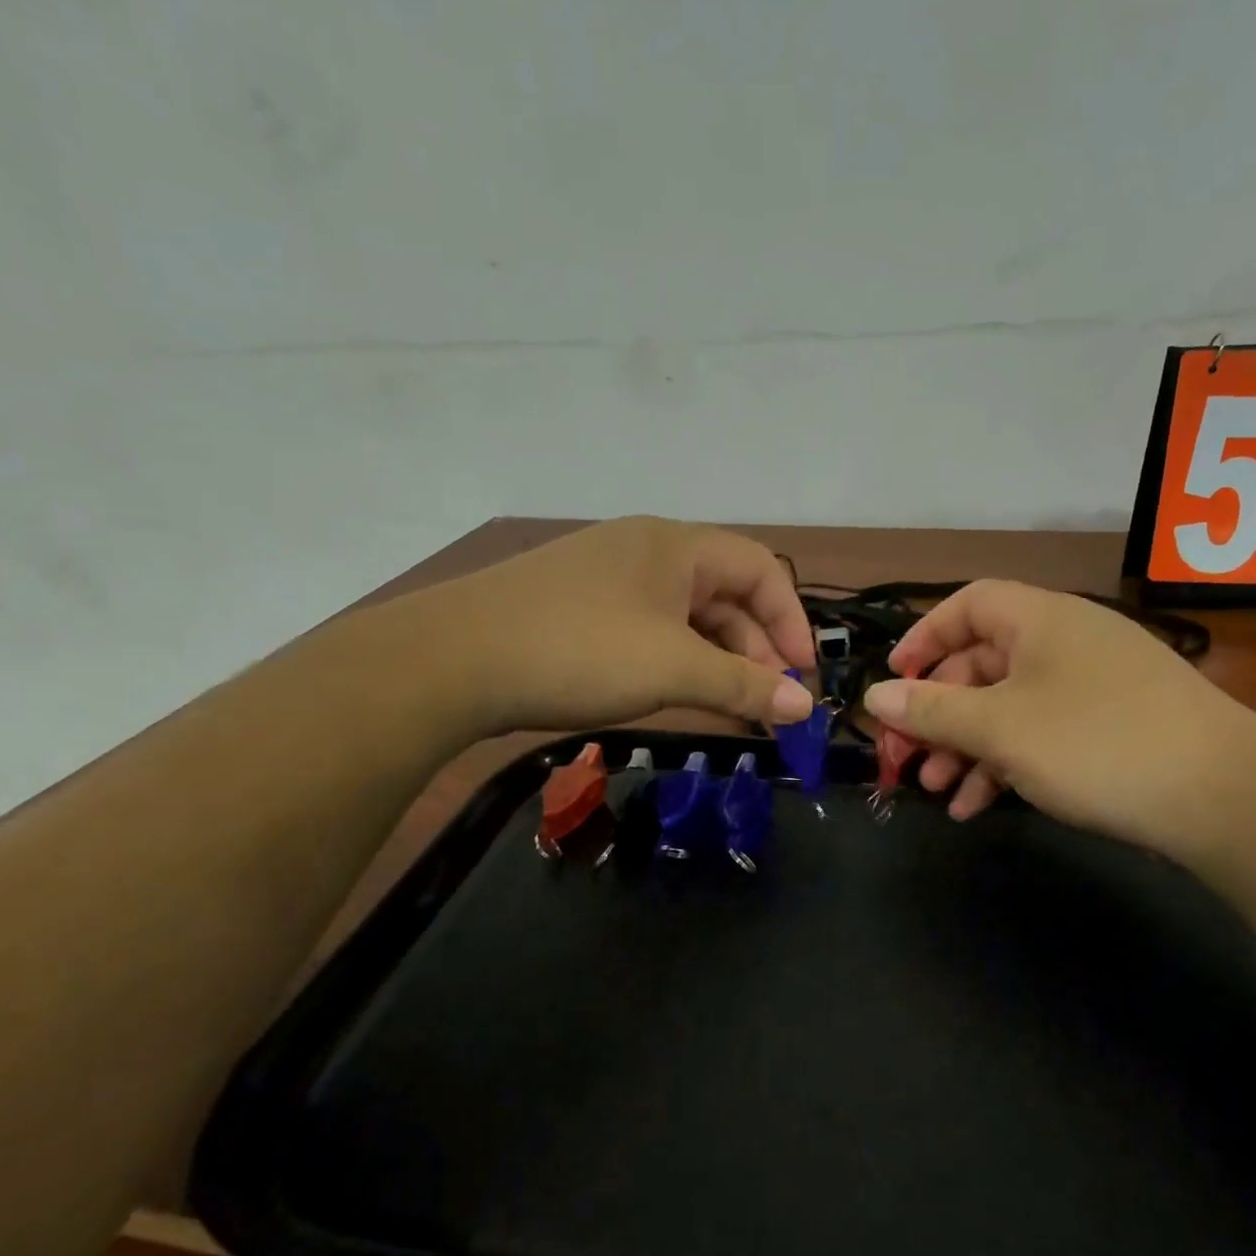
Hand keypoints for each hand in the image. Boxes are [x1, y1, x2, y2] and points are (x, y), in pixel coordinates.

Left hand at [404, 517, 816, 733]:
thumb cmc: (580, 651)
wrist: (450, 662)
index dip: (792, 621)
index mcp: (676, 545)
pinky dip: (679, 665)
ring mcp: (610, 581)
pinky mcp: (581, 612)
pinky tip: (682, 699)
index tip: (802, 677)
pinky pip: (652, 634)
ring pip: (688, 619)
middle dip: (756, 650)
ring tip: (732, 710)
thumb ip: (744, 687)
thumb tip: (805, 709)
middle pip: (726, 595)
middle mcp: (647, 552)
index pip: (762, 569)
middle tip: (767, 705)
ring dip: (718, 663)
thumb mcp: (674, 670)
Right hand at [862, 580, 1255, 854]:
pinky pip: (1039, 735)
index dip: (922, 639)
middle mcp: (1063, 642)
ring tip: (935, 792)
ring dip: (964, 747)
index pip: (966, 606)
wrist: (1223, 797)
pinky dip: (1004, 765)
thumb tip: (875, 697)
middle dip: (936, 713)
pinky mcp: (1108, 728)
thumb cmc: (1095, 743)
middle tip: (904, 759)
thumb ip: (932, 711)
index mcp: (1038, 620)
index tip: (894, 685)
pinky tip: (977, 806)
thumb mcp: (1000, 728)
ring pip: (1006, 707)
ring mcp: (1090, 686)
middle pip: (979, 664)